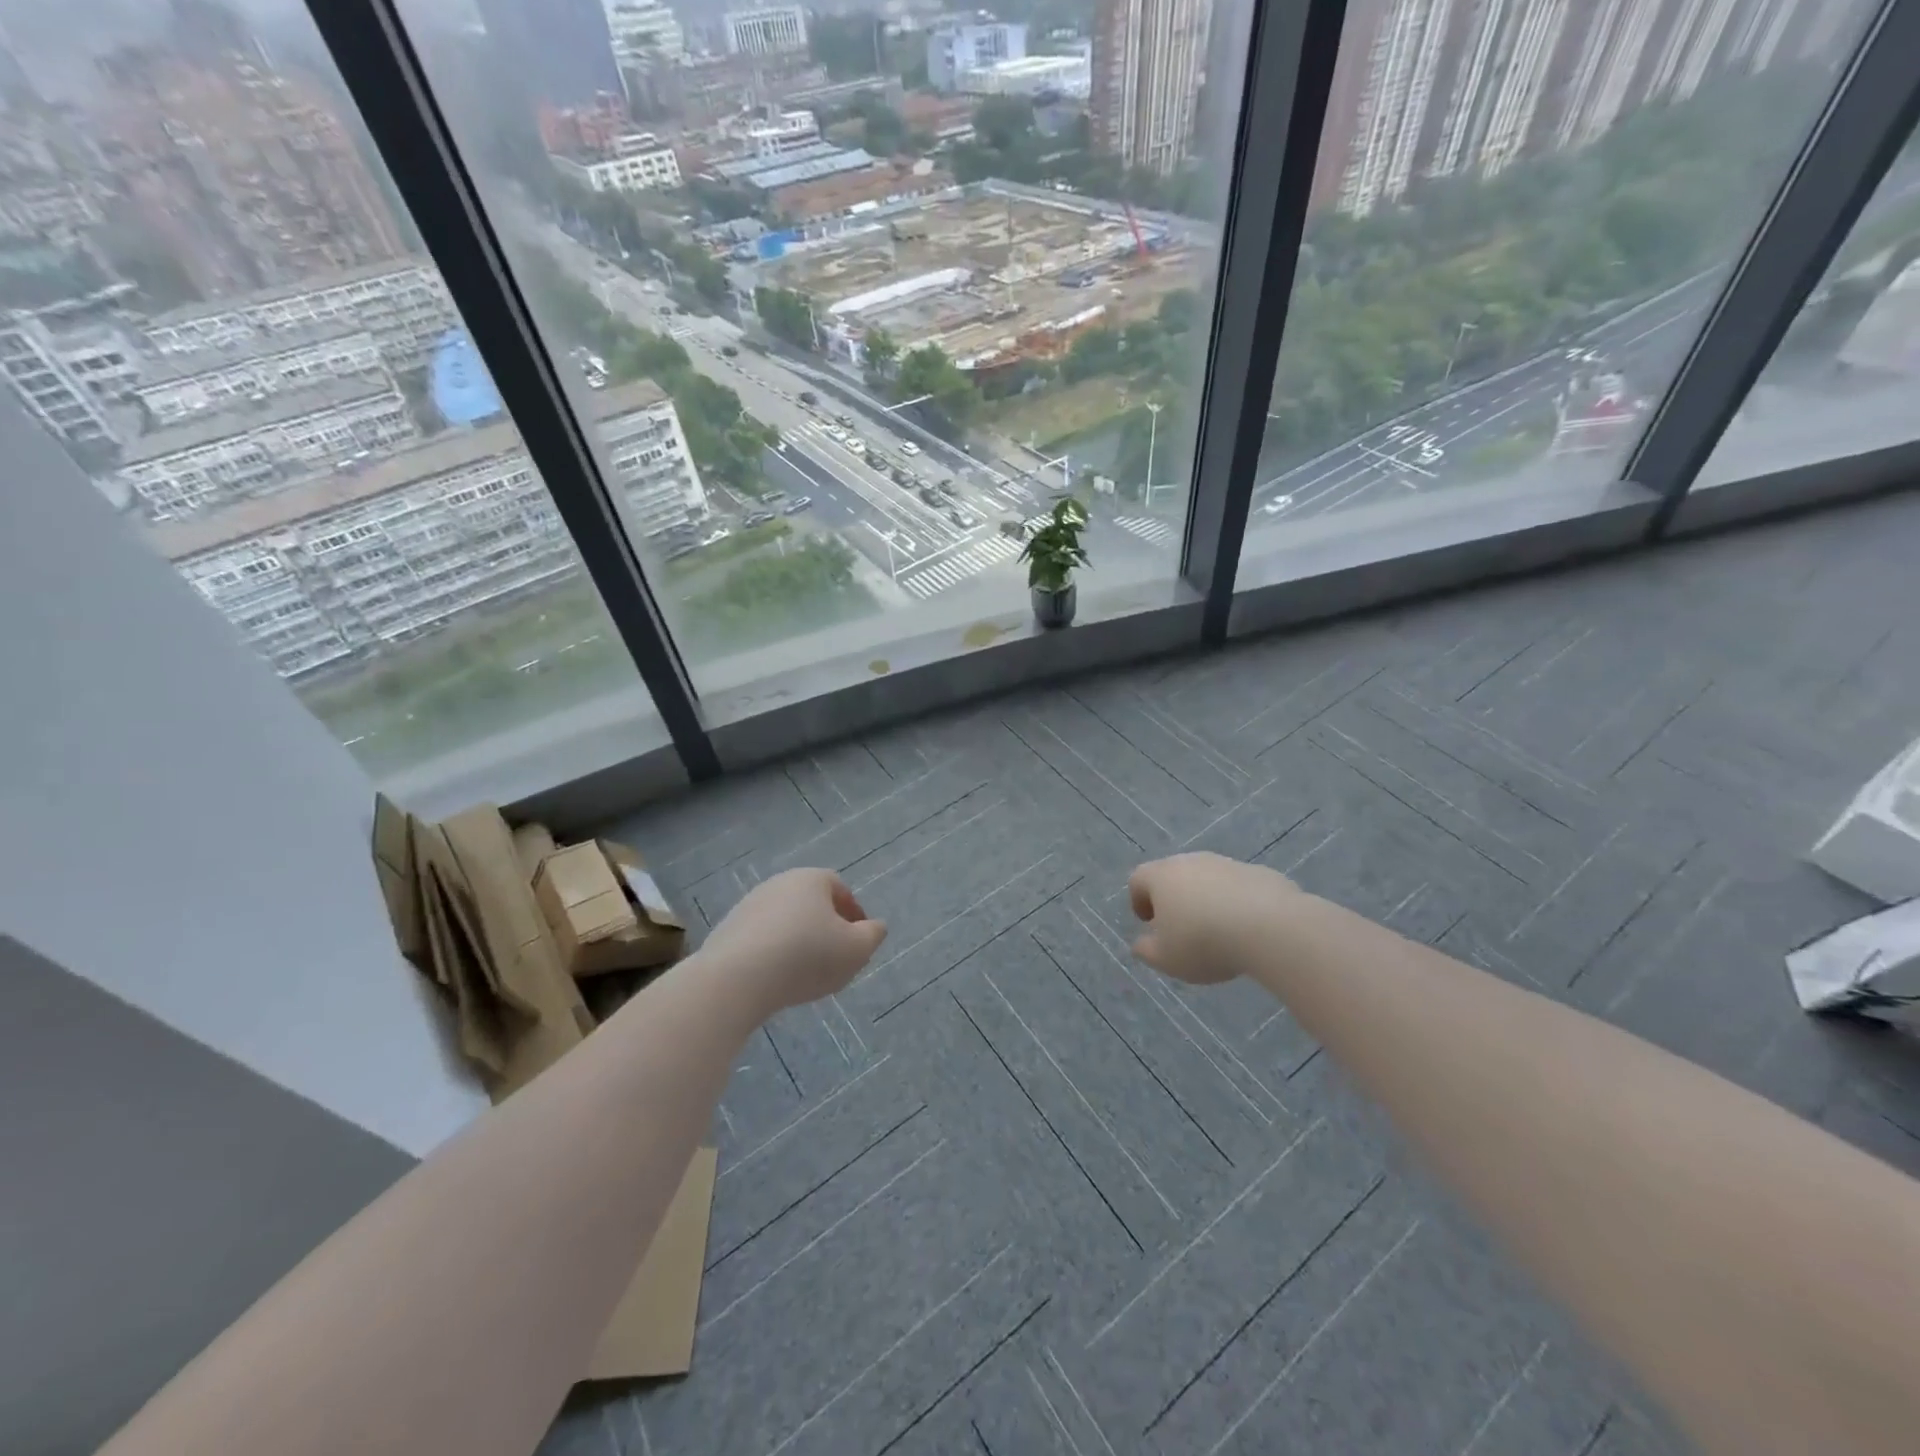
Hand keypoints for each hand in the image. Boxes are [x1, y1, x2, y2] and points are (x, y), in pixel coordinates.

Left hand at [698, 868, 886, 1016]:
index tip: (859, 940)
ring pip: (785, 921)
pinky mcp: (727, 930)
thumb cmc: (806, 957)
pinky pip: (761, 939)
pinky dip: (773, 953)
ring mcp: (749, 905)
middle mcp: (779, 883)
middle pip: (811, 904)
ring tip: (805, 973)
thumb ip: (873, 935)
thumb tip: (875, 926)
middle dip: (826, 927)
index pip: (840, 889)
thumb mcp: (856, 950)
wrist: (736, 979)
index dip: (854, 914)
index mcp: (812, 879)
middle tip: (835, 957)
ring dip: (798, 941)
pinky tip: (776, 978)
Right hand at [1128, 852, 1299, 984]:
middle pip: (1173, 875)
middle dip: (1173, 899)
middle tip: (1181, 928)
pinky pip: (1239, 887)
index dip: (1138, 901)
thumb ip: (1147, 951)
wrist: (1270, 927)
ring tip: (1217, 931)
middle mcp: (1191, 862)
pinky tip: (1247, 929)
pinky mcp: (1259, 873)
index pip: (1139, 879)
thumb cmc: (1204, 942)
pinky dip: (1236, 903)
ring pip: (1208, 879)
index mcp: (1161, 876)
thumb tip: (1141, 944)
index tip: (1148, 923)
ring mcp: (1227, 864)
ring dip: (1206, 900)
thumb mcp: (1166, 959)